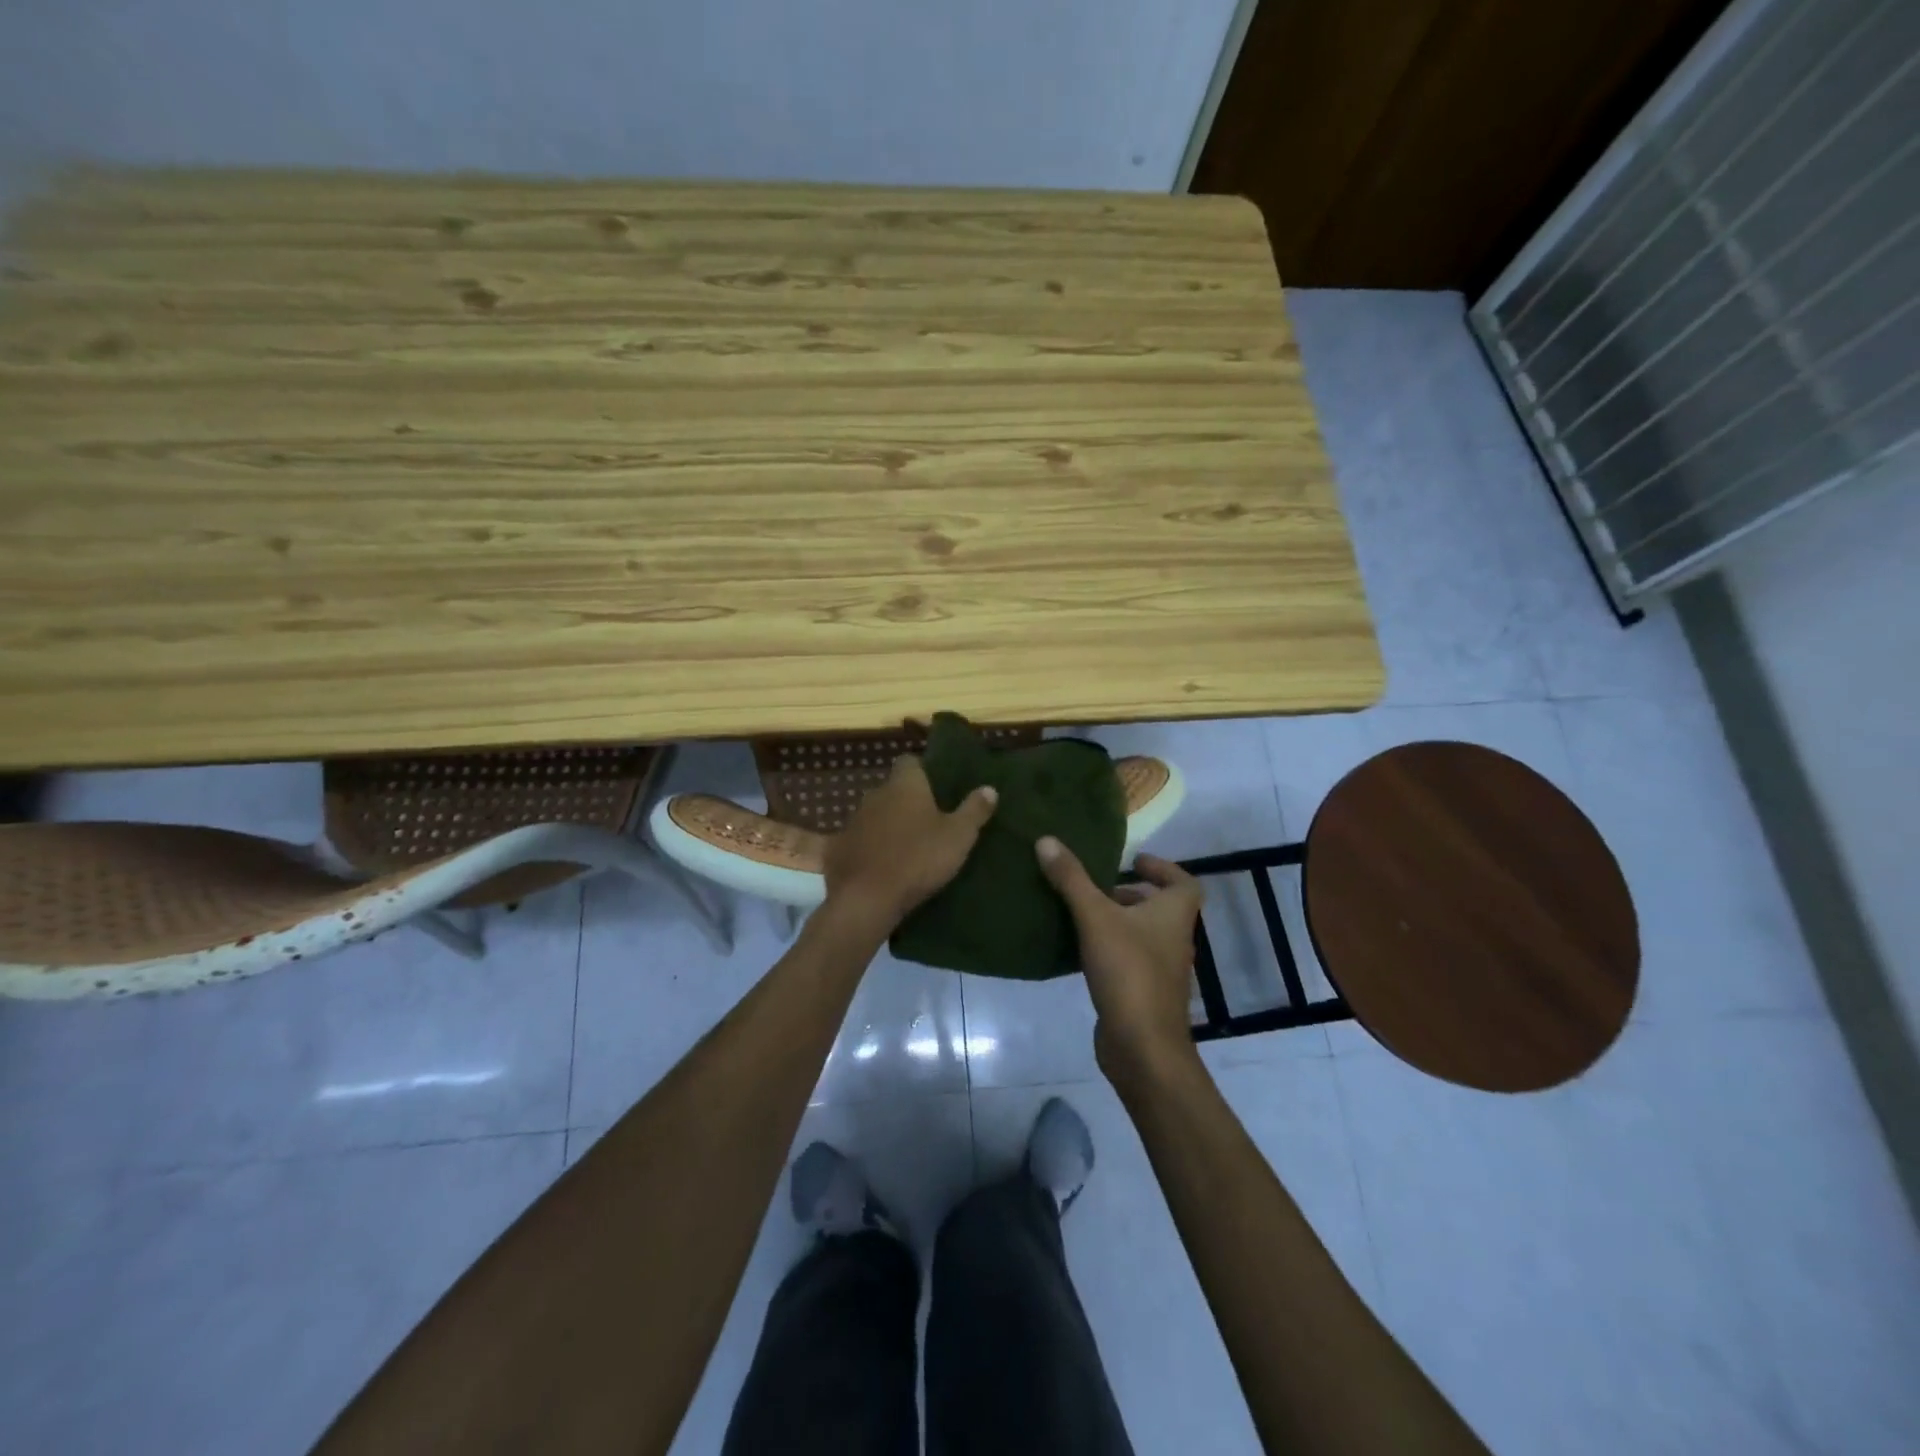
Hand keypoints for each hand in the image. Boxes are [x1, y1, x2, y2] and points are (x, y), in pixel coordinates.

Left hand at [824, 756, 998, 932]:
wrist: (867, 898)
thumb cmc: (919, 858)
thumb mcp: (958, 836)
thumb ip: (974, 810)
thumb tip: (989, 788)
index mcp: (904, 785)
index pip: (909, 762)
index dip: (922, 771)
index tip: (936, 786)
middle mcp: (875, 795)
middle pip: (892, 789)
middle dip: (906, 801)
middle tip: (927, 820)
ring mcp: (853, 821)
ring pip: (873, 815)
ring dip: (886, 825)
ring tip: (905, 845)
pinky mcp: (838, 849)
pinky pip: (855, 842)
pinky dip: (865, 849)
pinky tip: (876, 865)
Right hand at [1037, 838, 1204, 1086]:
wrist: (1142, 1047)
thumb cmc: (1128, 971)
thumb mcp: (1095, 917)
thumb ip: (1071, 879)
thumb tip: (1046, 840)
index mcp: (1174, 914)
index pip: (1183, 882)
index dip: (1163, 869)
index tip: (1134, 861)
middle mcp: (1174, 939)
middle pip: (1160, 908)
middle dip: (1131, 894)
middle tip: (1097, 886)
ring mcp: (1161, 970)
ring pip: (1142, 935)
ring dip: (1117, 922)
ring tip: (1081, 912)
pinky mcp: (1143, 994)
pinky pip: (1127, 960)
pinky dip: (1108, 950)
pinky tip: (1078, 950)